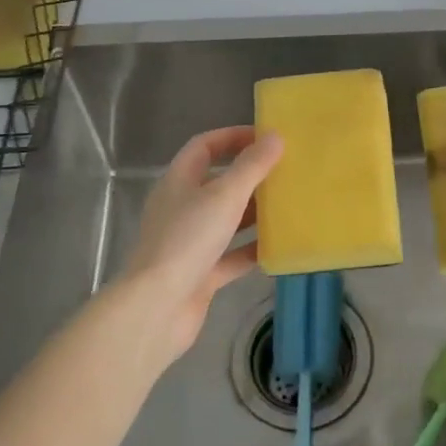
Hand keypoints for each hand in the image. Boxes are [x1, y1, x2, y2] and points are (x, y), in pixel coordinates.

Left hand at [114, 126, 282, 367]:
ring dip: (254, 213)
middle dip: (250, 176)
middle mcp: (181, 208)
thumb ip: (252, 166)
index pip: (204, 147)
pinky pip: (230, 256)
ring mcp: (189, 243)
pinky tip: (279, 248)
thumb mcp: (224, 196)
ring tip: (288, 205)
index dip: (233, 137)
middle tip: (285, 171)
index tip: (266, 137)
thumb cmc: (187, 240)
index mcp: (178, 182)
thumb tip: (275, 136)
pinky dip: (252, 250)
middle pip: (217, 183)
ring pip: (226, 220)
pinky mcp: (200, 274)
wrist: (157, 308)